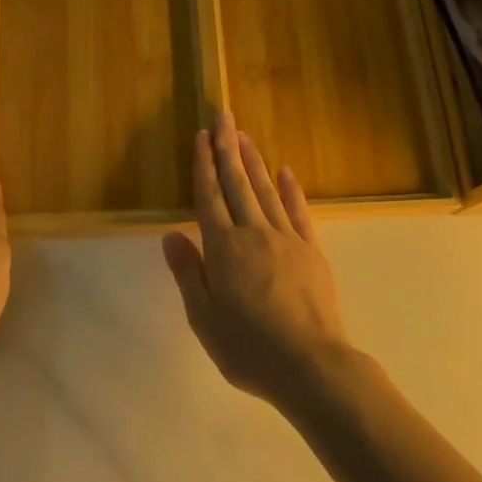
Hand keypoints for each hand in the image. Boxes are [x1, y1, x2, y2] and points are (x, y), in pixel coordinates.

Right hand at [161, 112, 353, 409]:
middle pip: (237, 182)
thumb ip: (188, 273)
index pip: (209, 196)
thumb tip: (170, 234)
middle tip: (223, 116)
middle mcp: (253, 232)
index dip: (204, 165)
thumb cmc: (248, 347)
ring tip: (244, 135)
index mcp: (223, 248)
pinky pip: (298, 211)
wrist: (310, 364)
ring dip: (253, 161)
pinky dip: (290, 189)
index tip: (201, 136)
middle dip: (227, 147)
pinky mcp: (311, 250)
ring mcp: (286, 238)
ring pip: (265, 190)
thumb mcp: (204, 318)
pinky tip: (285, 172)